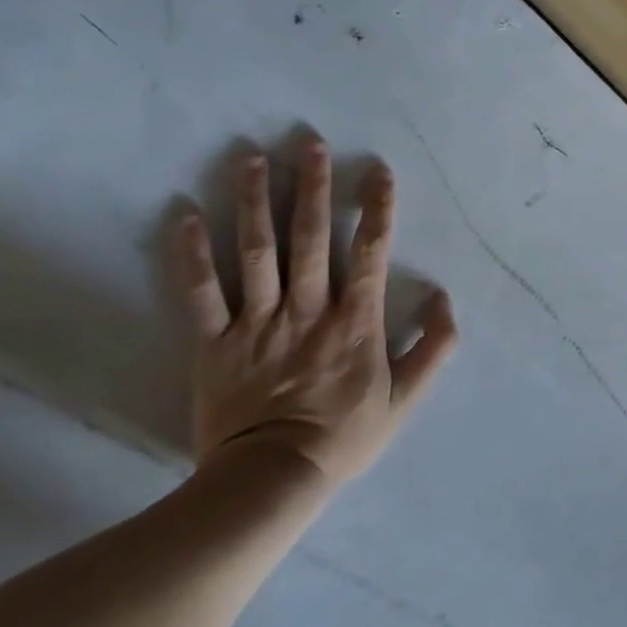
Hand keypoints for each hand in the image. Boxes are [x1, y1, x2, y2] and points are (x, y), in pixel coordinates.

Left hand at [174, 137, 456, 491]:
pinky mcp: (214, 344)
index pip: (371, 251)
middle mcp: (308, 309)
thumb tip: (442, 297)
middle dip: (312, 186)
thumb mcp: (406, 398)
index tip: (378, 171)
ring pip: (256, 253)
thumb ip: (433, 346)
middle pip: (309, 238)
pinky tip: (184, 216)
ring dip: (254, 203)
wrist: (272, 482)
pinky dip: (190, 255)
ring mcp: (257, 324)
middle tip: (309, 143)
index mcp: (355, 320)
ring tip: (250, 159)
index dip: (377, 208)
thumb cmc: (344, 436)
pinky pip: (199, 294)